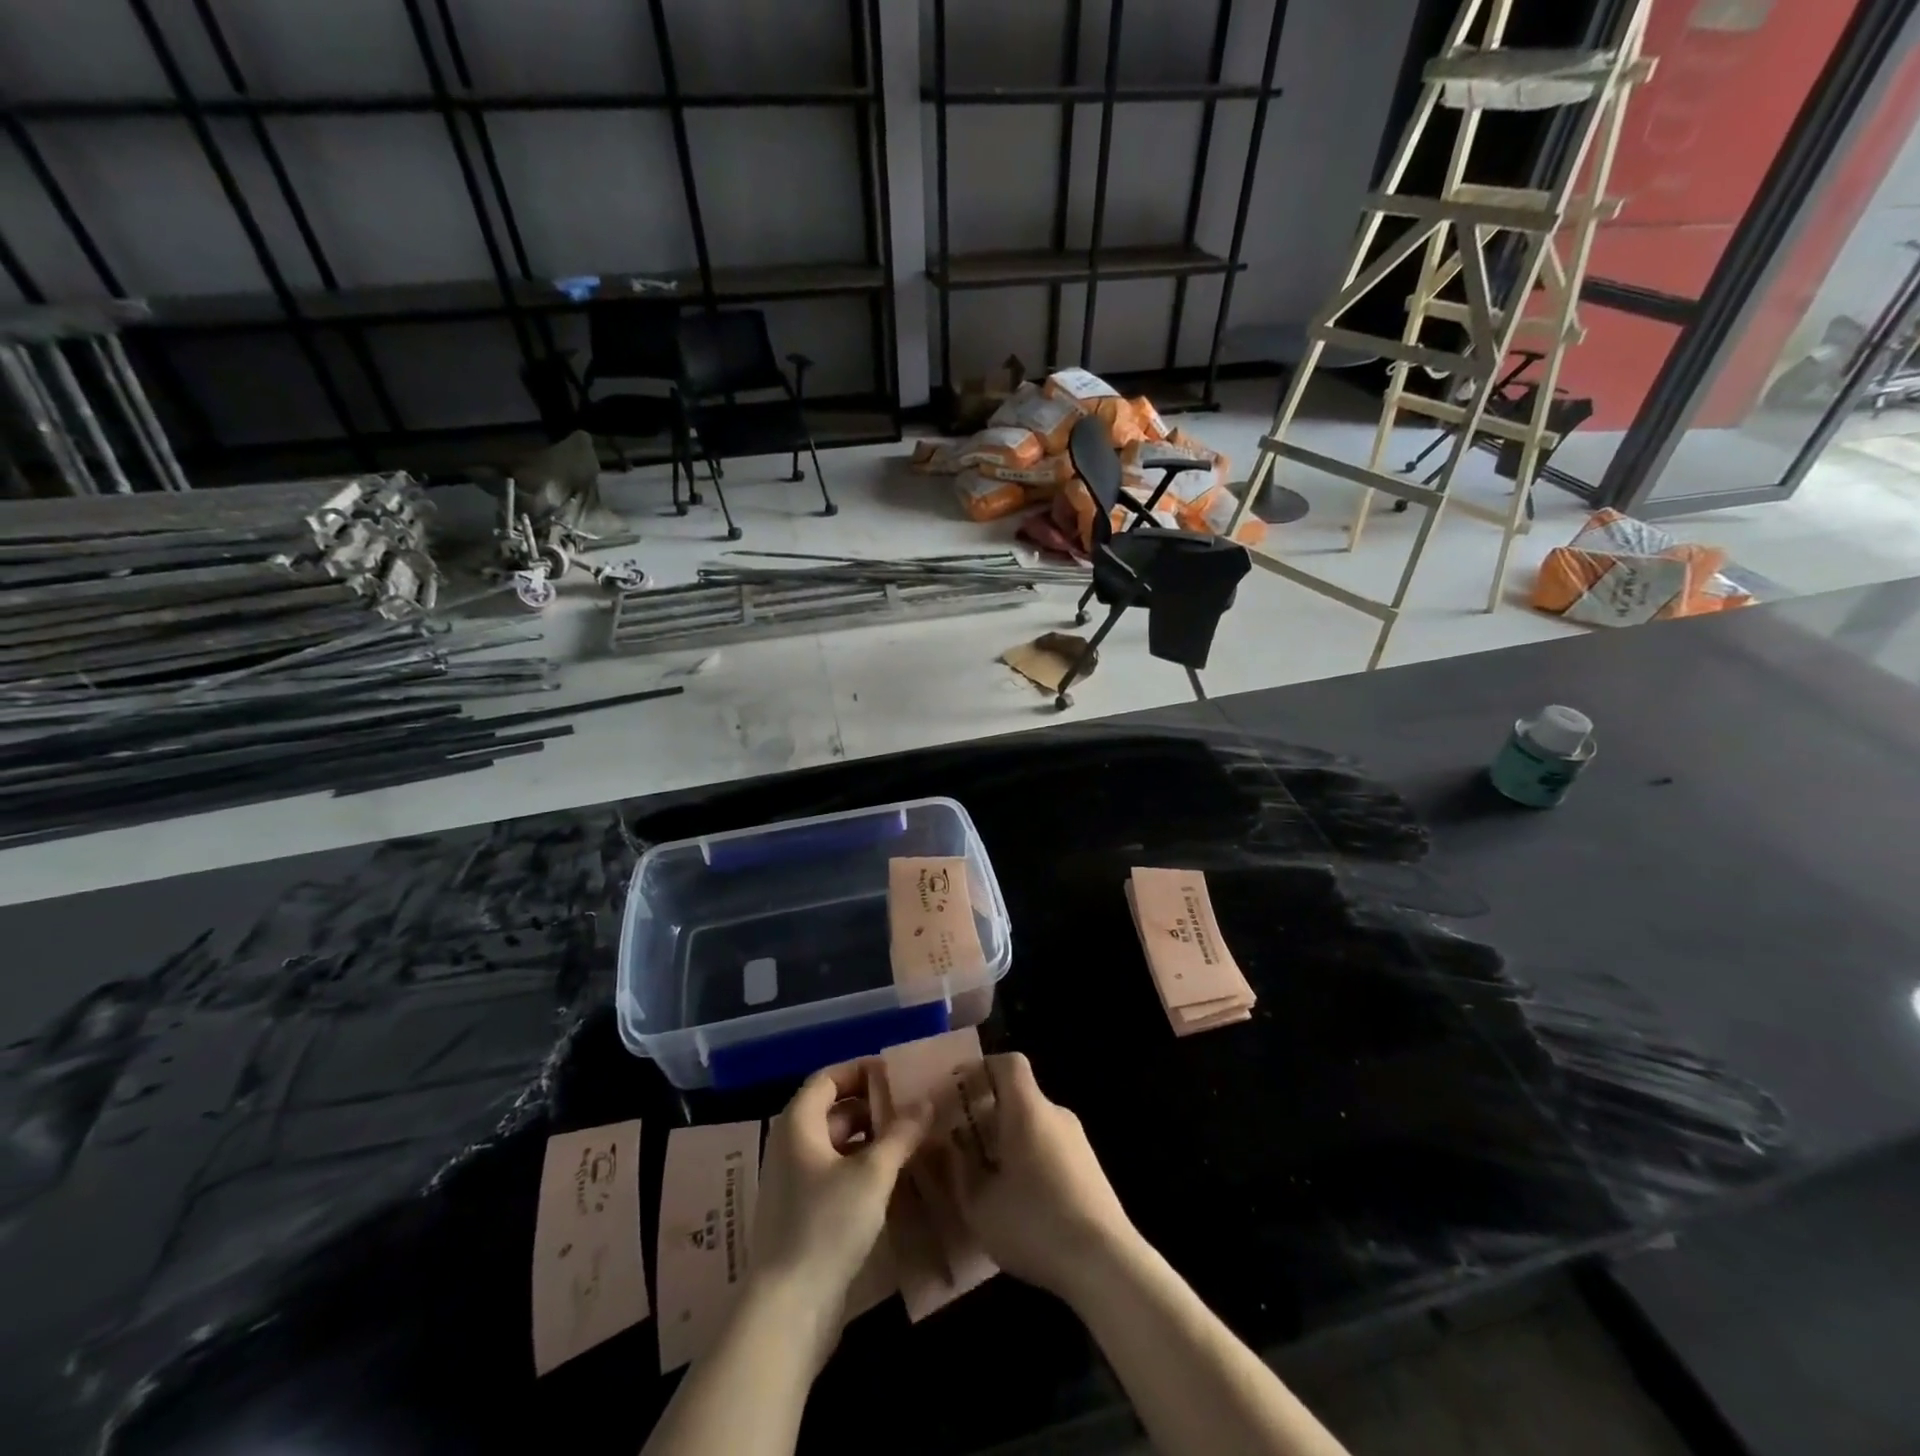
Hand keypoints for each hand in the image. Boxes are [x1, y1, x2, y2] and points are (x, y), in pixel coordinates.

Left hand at [750, 1061, 930, 1369]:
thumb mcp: (872, 1174)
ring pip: (839, 1146)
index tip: (898, 1074)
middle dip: (874, 1106)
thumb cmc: (826, 1225)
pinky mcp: (806, 1215)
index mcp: (798, 1124)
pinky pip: (838, 1175)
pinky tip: (895, 1178)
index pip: (829, 1078)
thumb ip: (900, 1134)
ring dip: (873, 1139)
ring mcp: (796, 1183)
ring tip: (914, 1139)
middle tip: (915, 1107)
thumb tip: (926, 1101)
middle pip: (835, 1111)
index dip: (861, 1071)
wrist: (787, 1311)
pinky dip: (864, 1168)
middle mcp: (792, 1146)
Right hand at [941, 1053, 1137, 1301]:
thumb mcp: (979, 1204)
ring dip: (1006, 1140)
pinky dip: (1028, 1158)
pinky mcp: (1090, 1169)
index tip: (955, 1091)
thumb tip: (948, 1146)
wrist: (1106, 1264)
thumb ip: (957, 1170)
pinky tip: (1017, 1200)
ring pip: (1033, 1125)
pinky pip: (1050, 1147)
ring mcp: (1078, 1141)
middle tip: (959, 1144)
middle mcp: (1055, 1114)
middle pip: (1017, 1096)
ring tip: (984, 1178)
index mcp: (1028, 1109)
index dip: (979, 1069)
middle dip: (986, 1114)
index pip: (1007, 1063)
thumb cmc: (1034, 1224)